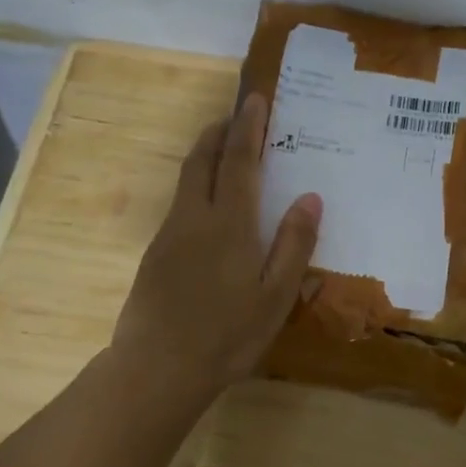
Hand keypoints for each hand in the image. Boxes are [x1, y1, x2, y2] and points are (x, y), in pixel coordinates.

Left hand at [110, 93, 321, 409]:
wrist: (158, 368)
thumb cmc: (227, 334)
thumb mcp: (276, 296)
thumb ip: (294, 244)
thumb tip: (310, 197)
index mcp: (229, 224)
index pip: (240, 161)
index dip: (249, 127)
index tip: (255, 98)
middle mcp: (194, 218)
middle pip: (203, 159)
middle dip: (220, 131)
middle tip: (237, 115)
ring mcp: (170, 235)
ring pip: (187, 180)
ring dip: (205, 154)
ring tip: (224, 148)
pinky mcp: (156, 255)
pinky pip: (180, 204)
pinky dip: (198, 185)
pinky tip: (210, 206)